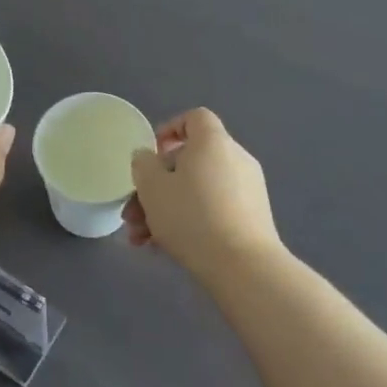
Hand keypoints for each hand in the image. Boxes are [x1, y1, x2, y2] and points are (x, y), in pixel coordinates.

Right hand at [125, 109, 282, 277]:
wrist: (243, 267)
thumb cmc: (191, 216)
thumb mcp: (152, 187)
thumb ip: (143, 164)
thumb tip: (147, 157)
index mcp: (213, 142)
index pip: (194, 118)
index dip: (169, 130)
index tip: (151, 155)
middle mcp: (235, 159)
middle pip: (189, 162)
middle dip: (156, 186)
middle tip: (133, 213)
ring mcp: (248, 191)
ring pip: (197, 191)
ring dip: (166, 210)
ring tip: (142, 239)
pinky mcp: (252, 220)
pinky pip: (213, 210)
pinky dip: (189, 222)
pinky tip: (164, 249)